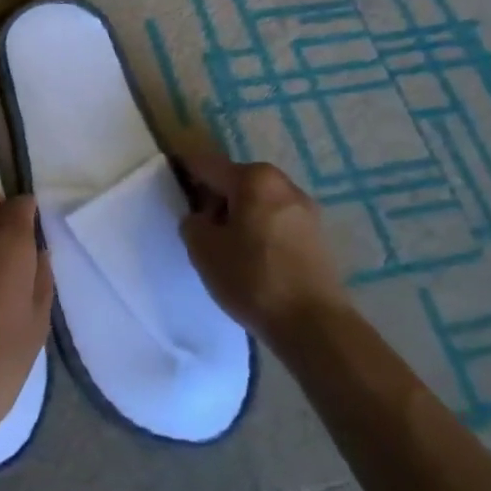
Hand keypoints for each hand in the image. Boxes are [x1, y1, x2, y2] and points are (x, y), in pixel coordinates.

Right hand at [176, 151, 346, 343]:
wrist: (314, 326)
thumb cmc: (252, 278)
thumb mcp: (202, 249)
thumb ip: (192, 222)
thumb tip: (202, 218)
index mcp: (253, 178)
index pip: (207, 165)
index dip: (185, 173)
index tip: (172, 189)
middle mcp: (283, 184)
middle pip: (235, 181)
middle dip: (214, 198)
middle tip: (200, 228)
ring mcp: (305, 210)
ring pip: (257, 202)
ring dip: (238, 216)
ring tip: (226, 248)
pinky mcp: (317, 237)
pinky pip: (276, 222)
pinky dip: (259, 231)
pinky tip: (252, 260)